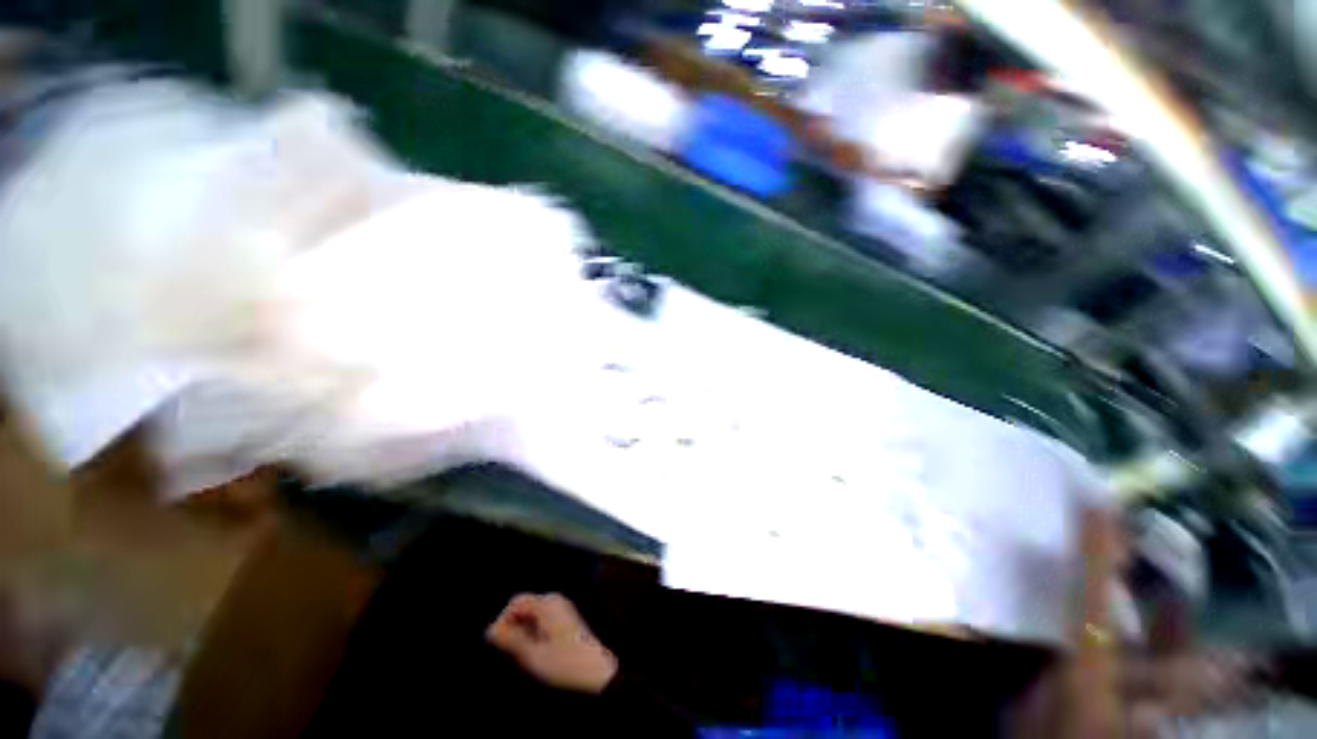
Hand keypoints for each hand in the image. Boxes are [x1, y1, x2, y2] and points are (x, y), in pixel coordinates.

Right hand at [486, 593, 618, 693]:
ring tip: (524, 656)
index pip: (515, 602)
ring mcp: (562, 608)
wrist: (597, 670)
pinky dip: (534, 632)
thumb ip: (511, 640)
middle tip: (512, 654)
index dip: (502, 621)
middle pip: (524, 607)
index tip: (497, 645)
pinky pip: (542, 619)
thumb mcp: (533, 655)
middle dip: (513, 627)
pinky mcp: (566, 618)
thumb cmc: (564, 663)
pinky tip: (536, 652)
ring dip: (523, 632)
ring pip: (532, 615)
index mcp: (547, 604)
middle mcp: (555, 600)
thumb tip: (490, 630)